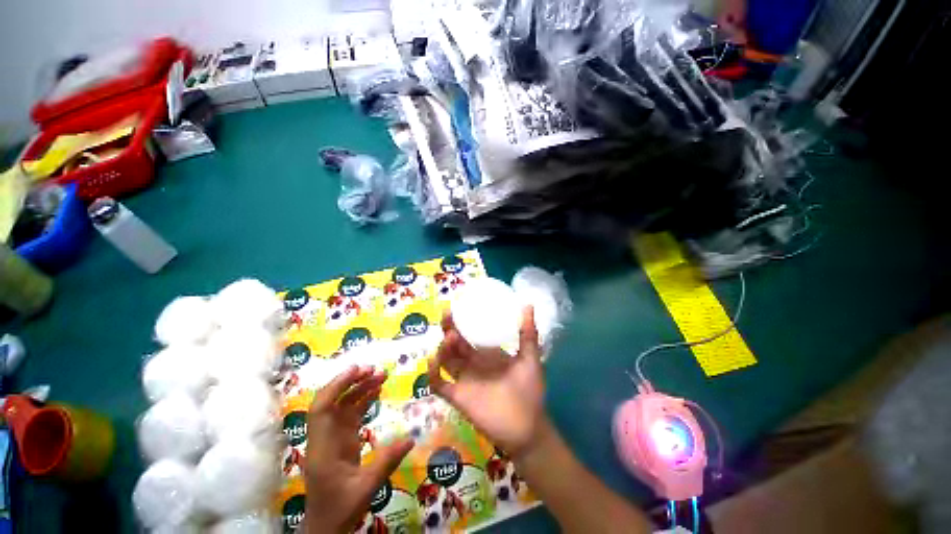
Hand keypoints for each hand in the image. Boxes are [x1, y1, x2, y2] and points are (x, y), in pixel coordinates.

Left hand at [304, 365, 413, 533]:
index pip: (321, 409)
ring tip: (381, 375)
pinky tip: (376, 392)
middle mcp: (325, 437)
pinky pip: (351, 415)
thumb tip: (412, 438)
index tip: (356, 370)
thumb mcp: (366, 489)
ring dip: (360, 389)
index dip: (336, 386)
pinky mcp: (341, 441)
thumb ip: (387, 462)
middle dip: (351, 382)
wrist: (325, 528)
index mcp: (323, 448)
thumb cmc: (339, 509)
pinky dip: (363, 401)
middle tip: (375, 370)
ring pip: (343, 406)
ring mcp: (333, 438)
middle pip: (333, 402)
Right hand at [428, 306, 546, 457]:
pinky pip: (438, 384)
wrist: (527, 429)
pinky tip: (434, 362)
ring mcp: (464, 379)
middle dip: (449, 328)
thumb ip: (528, 333)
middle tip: (447, 316)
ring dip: (442, 348)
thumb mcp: (529, 358)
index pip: (471, 332)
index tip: (457, 305)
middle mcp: (473, 363)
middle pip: (455, 343)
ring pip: (445, 359)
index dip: (463, 320)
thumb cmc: (529, 391)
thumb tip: (528, 304)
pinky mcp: (457, 396)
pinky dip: (431, 374)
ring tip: (450, 338)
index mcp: (488, 353)